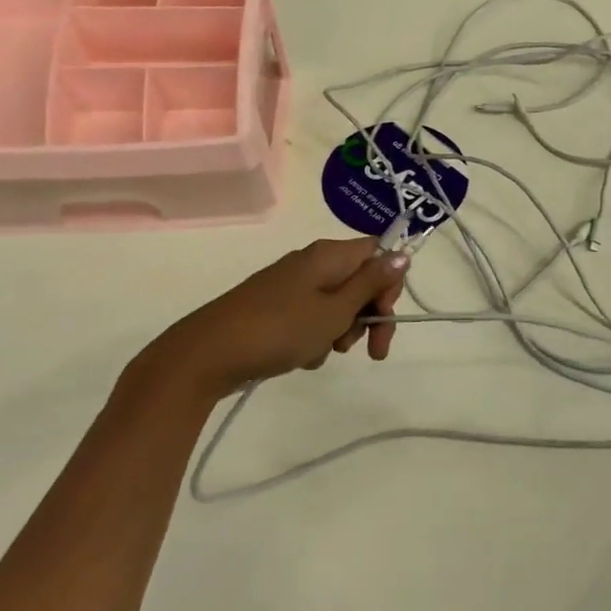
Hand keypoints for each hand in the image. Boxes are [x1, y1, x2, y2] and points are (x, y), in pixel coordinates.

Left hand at [134, 238, 408, 401]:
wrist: (207, 355)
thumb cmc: (280, 329)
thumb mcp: (335, 310)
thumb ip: (371, 283)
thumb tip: (402, 253)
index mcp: (329, 255)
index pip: (377, 253)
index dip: (388, 284)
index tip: (383, 317)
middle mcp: (312, 262)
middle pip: (359, 281)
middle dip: (367, 315)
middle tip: (368, 350)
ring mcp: (291, 285)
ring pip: (336, 303)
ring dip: (341, 330)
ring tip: (324, 353)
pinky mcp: (275, 307)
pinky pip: (311, 316)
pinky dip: (315, 336)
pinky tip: (303, 356)